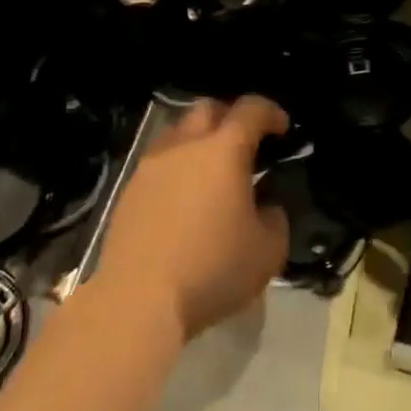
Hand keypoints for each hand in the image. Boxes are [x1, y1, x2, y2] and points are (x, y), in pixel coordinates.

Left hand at [97, 97, 289, 341]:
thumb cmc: (212, 269)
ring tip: (211, 172)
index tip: (282, 129)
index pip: (251, 109)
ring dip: (198, 141)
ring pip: (177, 133)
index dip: (271, 113)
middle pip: (207, 109)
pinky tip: (183, 201)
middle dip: (230, 117)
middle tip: (245, 143)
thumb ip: (274, 219)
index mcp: (224, 150)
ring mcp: (150, 167)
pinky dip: (176, 170)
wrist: (138, 302)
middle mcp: (185, 146)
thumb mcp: (268, 250)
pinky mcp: (128, 192)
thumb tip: (265, 209)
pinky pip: (157, 164)